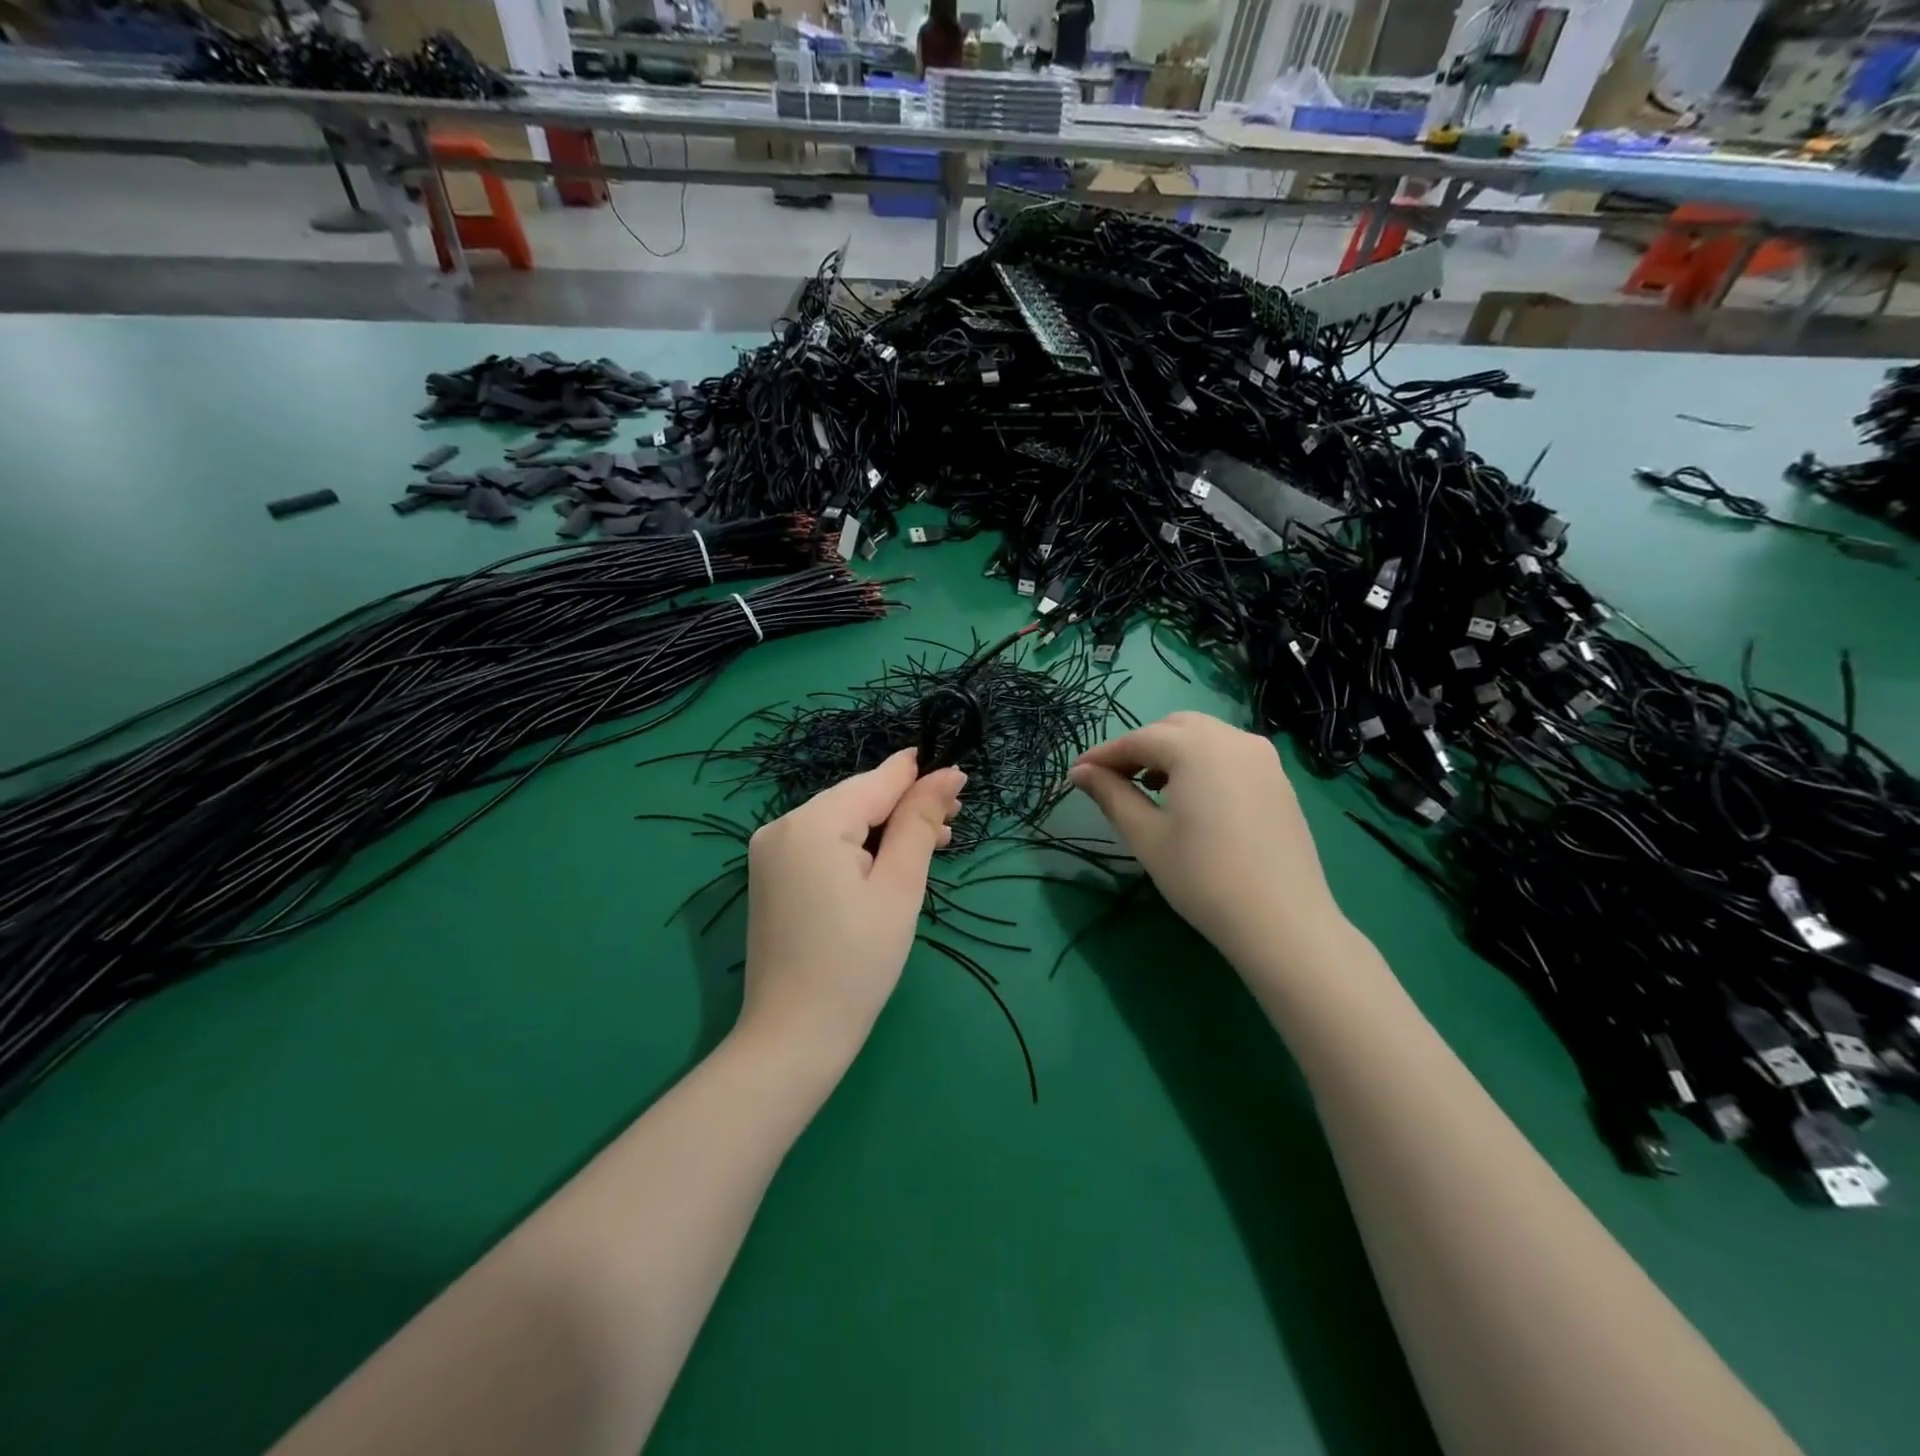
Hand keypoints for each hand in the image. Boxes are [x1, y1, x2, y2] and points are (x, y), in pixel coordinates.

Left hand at [739, 749, 965, 1073]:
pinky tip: (887, 865)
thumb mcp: (899, 887)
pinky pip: (823, 845)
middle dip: (904, 809)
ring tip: (931, 846)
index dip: (921, 778)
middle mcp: (781, 826)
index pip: (876, 782)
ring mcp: (770, 852)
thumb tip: (947, 772)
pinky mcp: (771, 876)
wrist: (794, 1037)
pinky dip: (858, 850)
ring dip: (884, 830)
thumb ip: (919, 822)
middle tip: (952, 827)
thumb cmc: (857, 962)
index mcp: (811, 823)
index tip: (961, 784)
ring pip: (841, 822)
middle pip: (856, 800)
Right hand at [1067, 712, 1345, 969]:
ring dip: (1172, 752)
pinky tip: (1191, 797)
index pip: (1138, 739)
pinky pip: (1230, 755)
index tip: (1076, 773)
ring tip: (1150, 787)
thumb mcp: (1146, 836)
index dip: (1103, 755)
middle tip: (1114, 779)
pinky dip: (1202, 763)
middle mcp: (1233, 739)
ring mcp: (1263, 758)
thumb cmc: (1202, 877)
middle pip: (1174, 727)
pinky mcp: (1279, 781)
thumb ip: (1111, 795)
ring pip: (1205, 737)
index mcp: (1197, 747)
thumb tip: (1080, 773)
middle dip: (1140, 746)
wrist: (1282, 921)